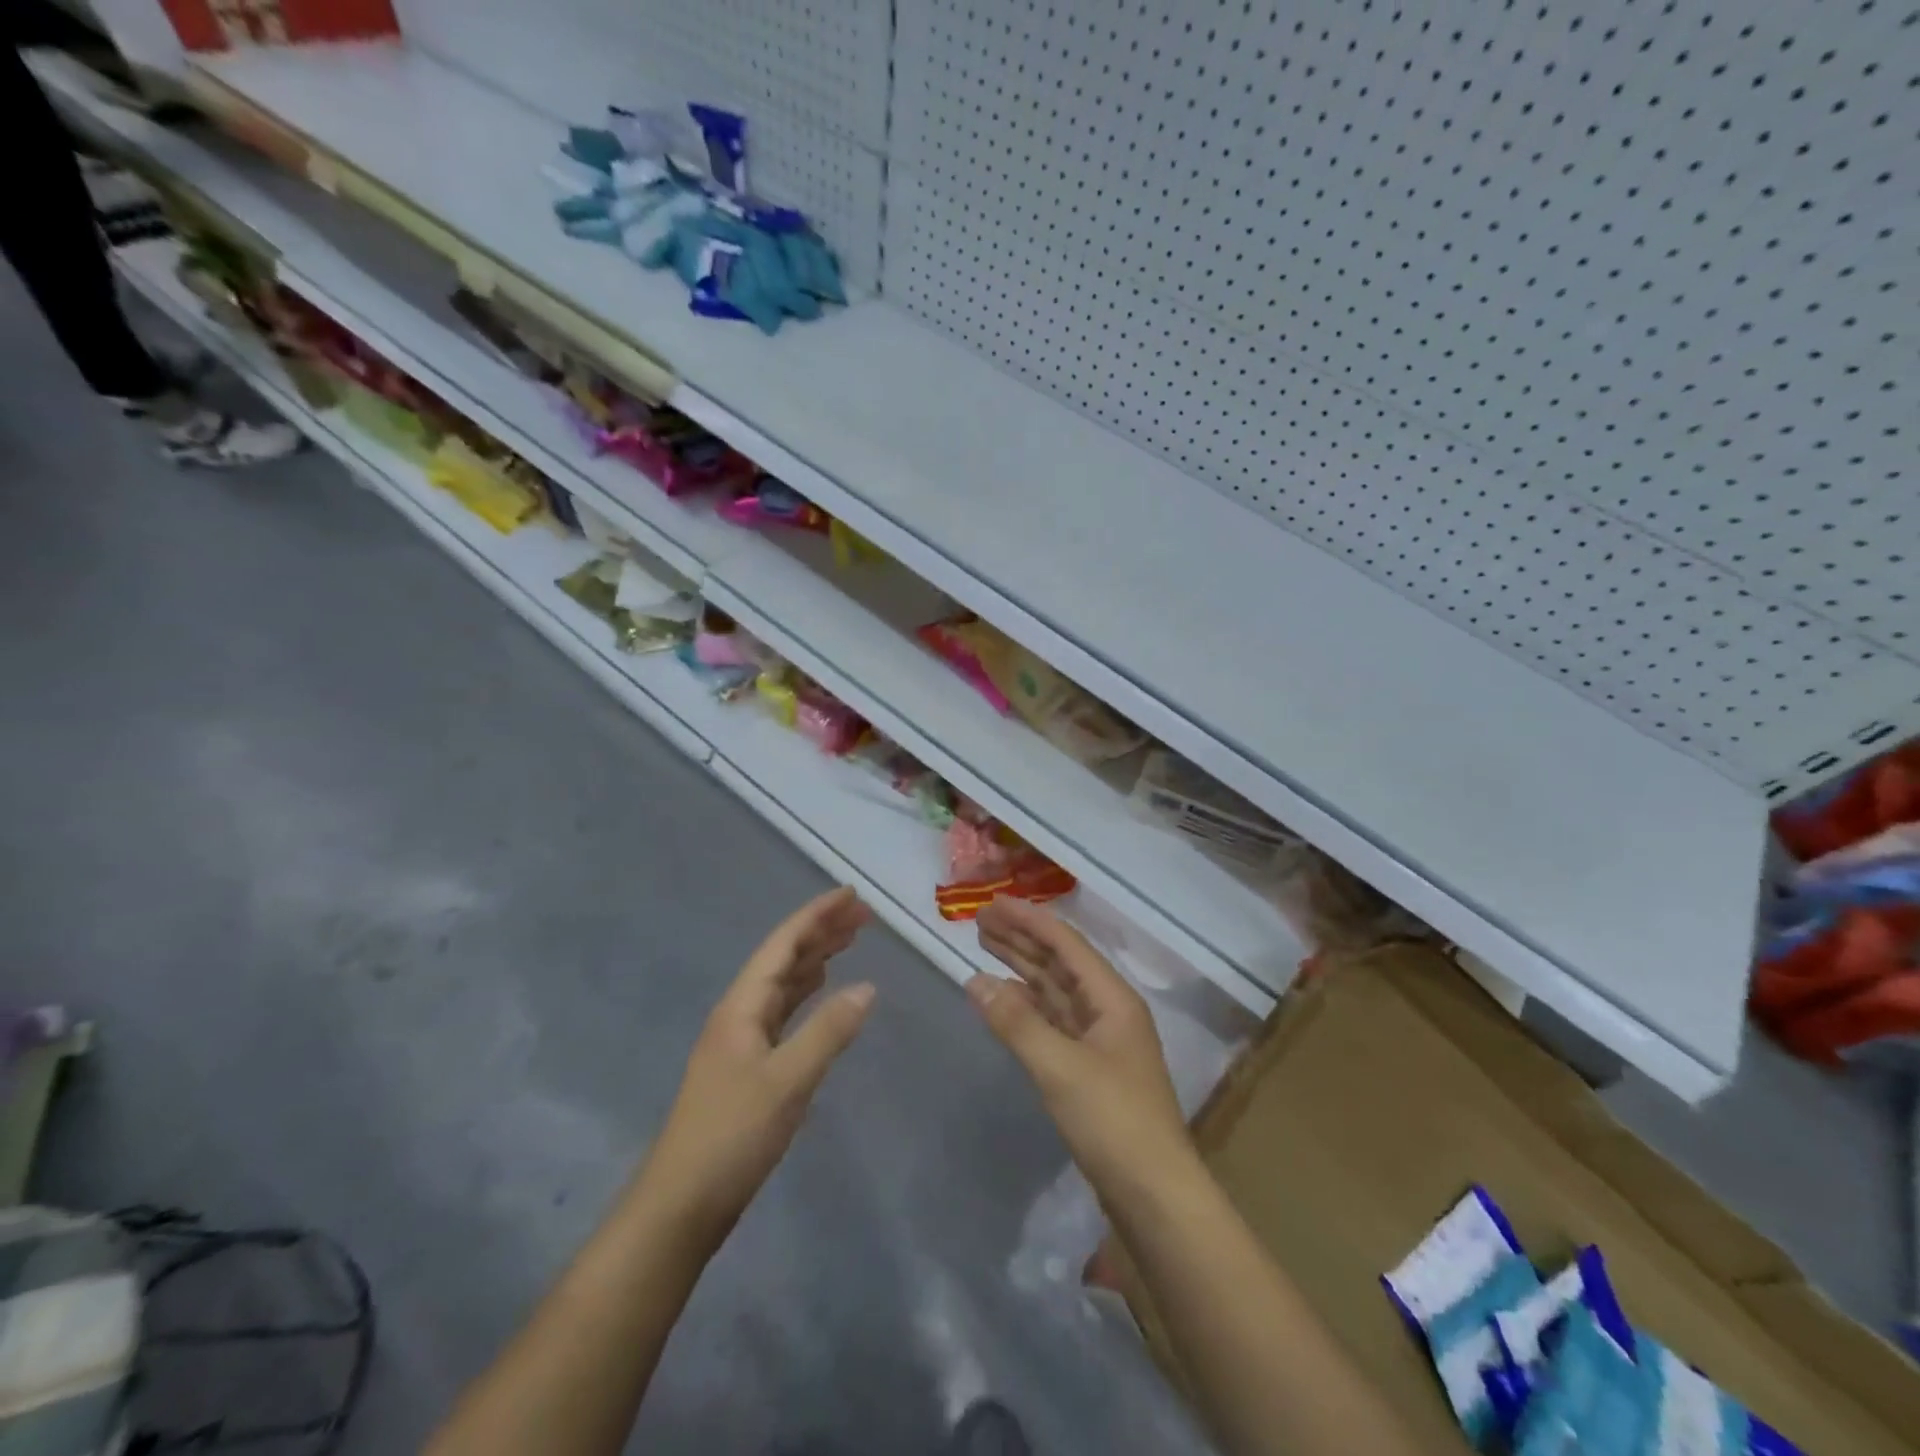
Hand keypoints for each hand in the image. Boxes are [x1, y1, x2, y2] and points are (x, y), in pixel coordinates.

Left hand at [641, 887, 876, 1238]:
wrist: (681, 1204)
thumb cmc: (732, 1136)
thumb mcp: (788, 1081)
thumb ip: (829, 1031)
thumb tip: (869, 986)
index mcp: (742, 1006)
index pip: (784, 944)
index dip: (817, 915)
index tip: (851, 894)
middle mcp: (739, 1013)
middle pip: (784, 958)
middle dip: (821, 932)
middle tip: (863, 915)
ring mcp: (742, 1040)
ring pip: (784, 984)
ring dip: (816, 959)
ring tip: (849, 941)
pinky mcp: (748, 1067)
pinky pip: (784, 1012)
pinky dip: (808, 994)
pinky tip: (822, 993)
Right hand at [967, 898, 1192, 1190]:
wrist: (1155, 1196)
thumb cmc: (1113, 1121)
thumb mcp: (1059, 1068)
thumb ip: (1016, 1022)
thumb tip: (976, 980)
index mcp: (1112, 999)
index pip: (1066, 944)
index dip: (1029, 920)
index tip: (993, 904)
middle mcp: (1108, 1011)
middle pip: (1060, 963)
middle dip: (1023, 939)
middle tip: (981, 921)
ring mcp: (1100, 1041)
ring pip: (1056, 992)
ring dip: (1023, 969)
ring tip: (987, 948)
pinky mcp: (1090, 1070)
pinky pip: (1053, 1022)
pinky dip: (1027, 1008)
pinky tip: (1005, 1000)